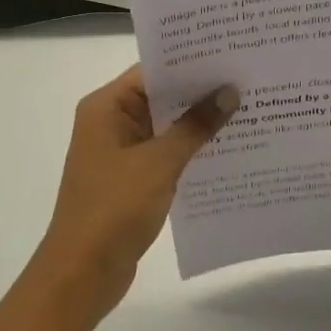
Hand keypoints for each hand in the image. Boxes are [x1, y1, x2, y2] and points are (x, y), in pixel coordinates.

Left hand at [27, 65, 236, 324]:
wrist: (82, 274)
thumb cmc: (113, 209)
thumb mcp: (160, 163)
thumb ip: (195, 126)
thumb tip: (229, 91)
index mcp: (106, 108)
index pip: (153, 71)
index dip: (191, 63)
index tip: (231, 56)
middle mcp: (111, 122)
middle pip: (161, 96)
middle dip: (202, 92)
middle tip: (249, 80)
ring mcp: (121, 152)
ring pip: (167, 126)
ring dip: (200, 122)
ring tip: (248, 109)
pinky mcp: (132, 178)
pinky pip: (166, 152)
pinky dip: (192, 149)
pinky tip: (228, 148)